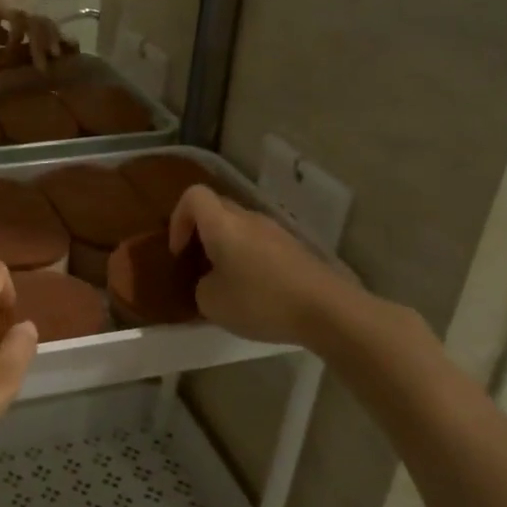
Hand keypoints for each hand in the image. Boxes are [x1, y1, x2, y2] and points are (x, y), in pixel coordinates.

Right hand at [169, 186, 343, 346]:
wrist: (327, 310)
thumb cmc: (261, 301)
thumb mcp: (211, 303)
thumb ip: (201, 286)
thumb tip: (211, 281)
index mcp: (223, 224)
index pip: (193, 196)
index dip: (179, 219)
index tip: (180, 251)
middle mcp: (249, 219)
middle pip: (217, 209)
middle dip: (201, 233)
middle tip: (197, 265)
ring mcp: (276, 232)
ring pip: (240, 227)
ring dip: (227, 248)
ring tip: (226, 283)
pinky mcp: (295, 249)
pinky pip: (261, 244)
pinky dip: (249, 259)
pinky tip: (254, 292)